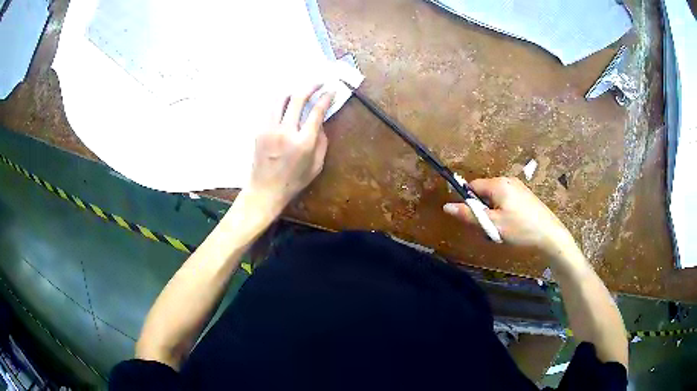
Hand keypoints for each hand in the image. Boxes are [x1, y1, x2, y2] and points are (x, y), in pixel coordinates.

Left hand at [245, 85, 334, 215]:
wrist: (265, 190)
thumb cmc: (293, 181)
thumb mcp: (316, 166)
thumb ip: (321, 142)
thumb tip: (320, 122)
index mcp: (304, 142)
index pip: (316, 111)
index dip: (325, 98)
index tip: (331, 90)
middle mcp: (286, 131)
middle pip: (298, 99)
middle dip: (310, 86)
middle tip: (318, 82)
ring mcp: (270, 129)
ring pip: (280, 99)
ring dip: (292, 91)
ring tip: (300, 91)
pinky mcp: (259, 130)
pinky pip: (270, 109)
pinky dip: (279, 102)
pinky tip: (284, 103)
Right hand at [443, 177, 576, 257]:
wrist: (550, 235)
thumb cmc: (520, 229)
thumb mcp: (492, 224)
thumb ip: (469, 215)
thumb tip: (446, 206)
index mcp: (498, 184)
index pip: (473, 186)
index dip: (469, 202)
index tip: (473, 219)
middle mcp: (508, 180)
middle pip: (484, 192)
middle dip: (483, 209)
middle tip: (489, 228)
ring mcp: (519, 187)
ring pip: (496, 198)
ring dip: (493, 212)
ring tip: (502, 229)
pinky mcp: (526, 196)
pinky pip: (506, 201)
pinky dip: (503, 212)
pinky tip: (512, 226)